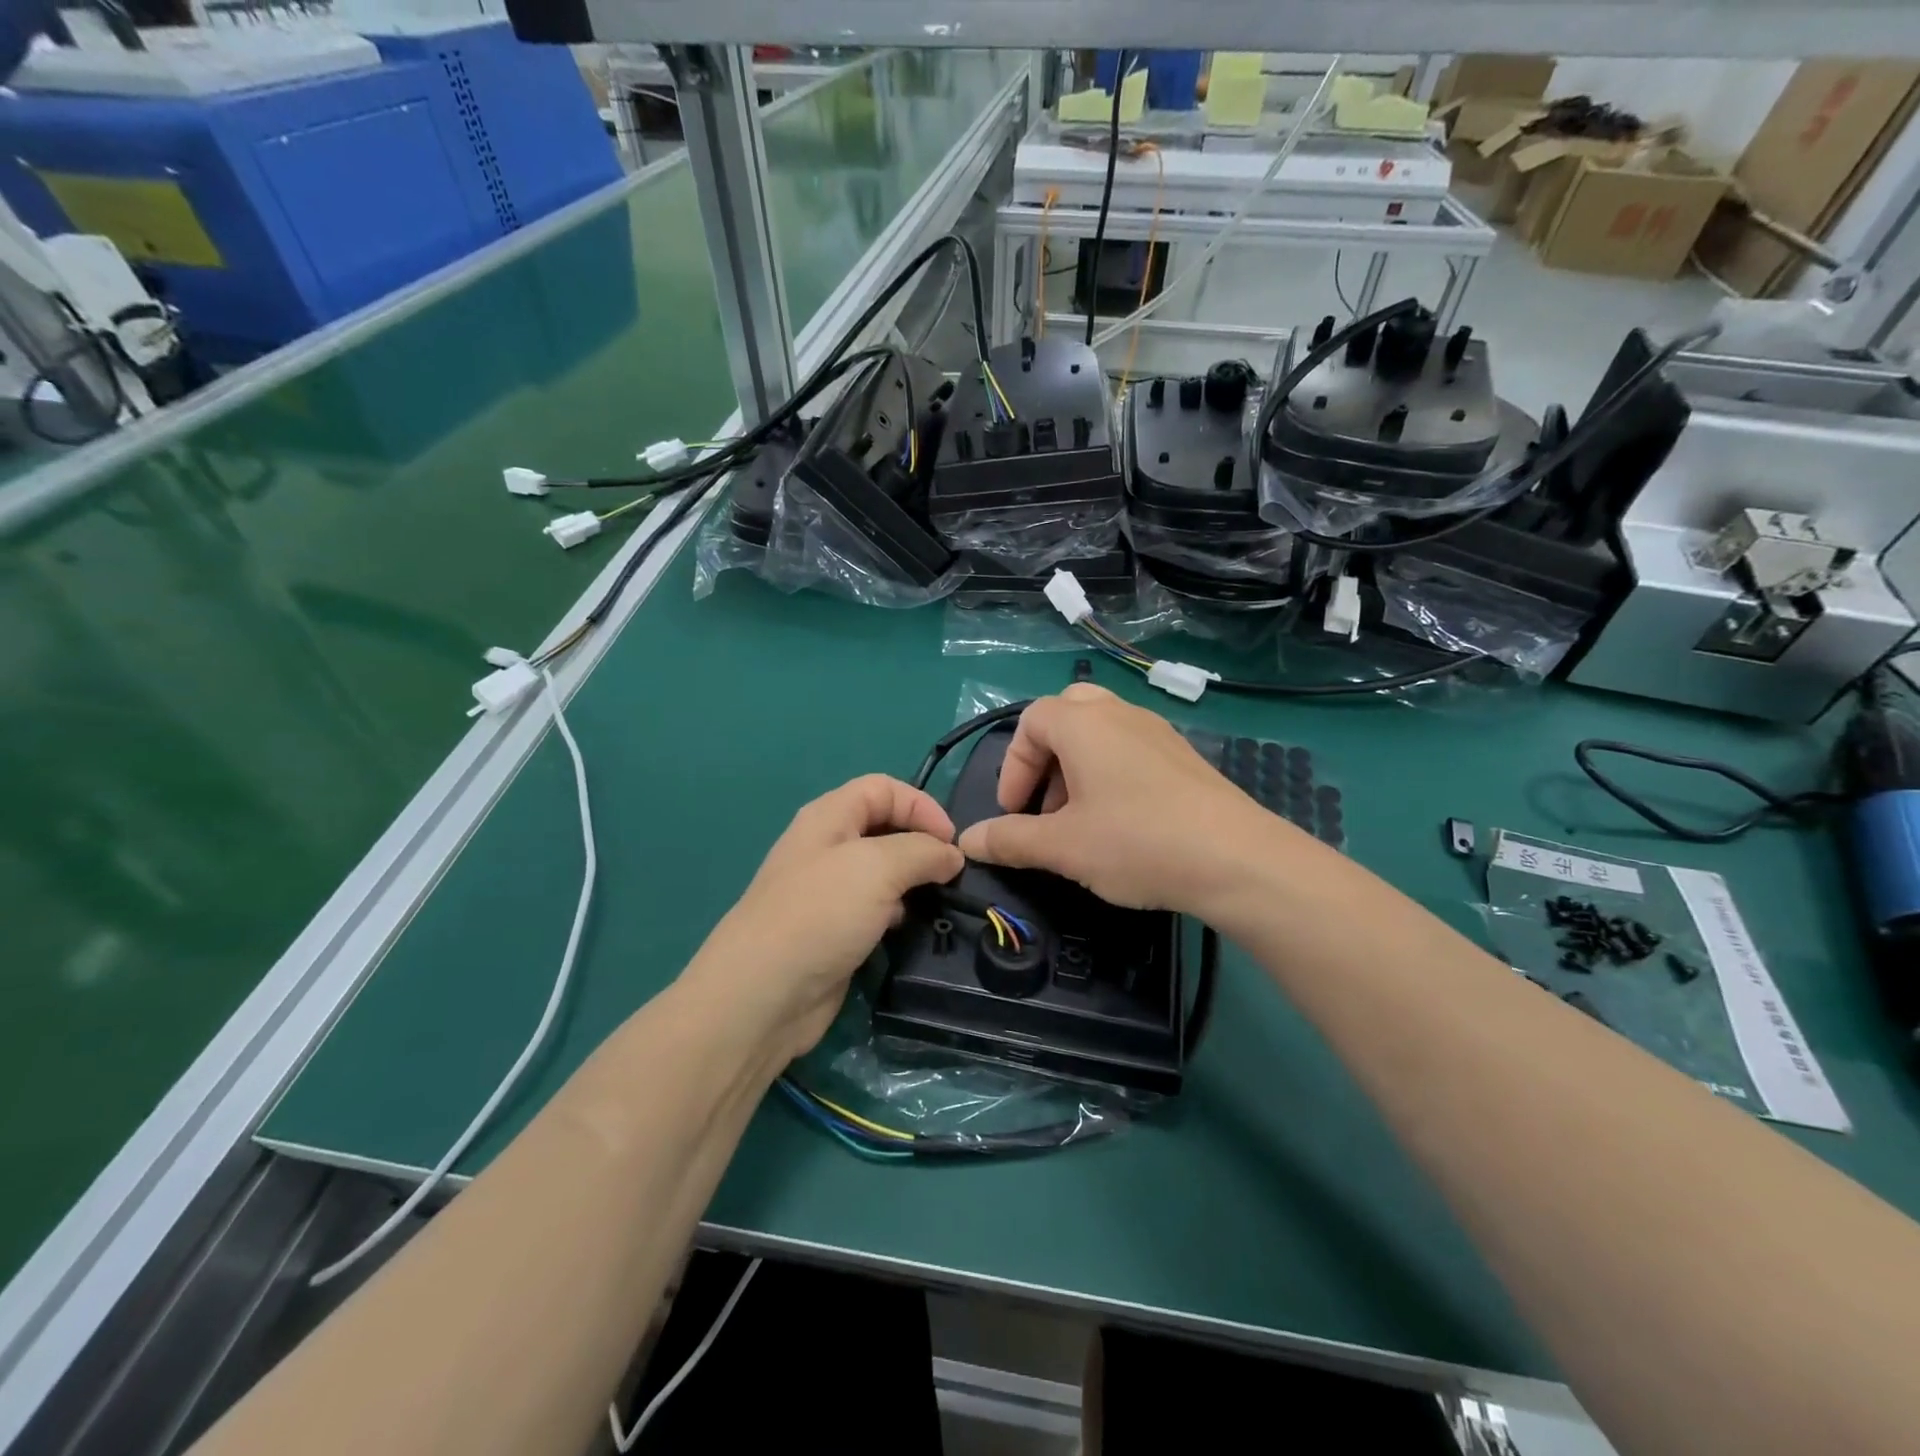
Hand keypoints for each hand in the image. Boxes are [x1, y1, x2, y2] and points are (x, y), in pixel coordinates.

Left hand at [683, 775, 963, 1063]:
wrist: (764, 994)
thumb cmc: (820, 914)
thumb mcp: (878, 867)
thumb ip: (922, 852)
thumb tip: (951, 855)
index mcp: (829, 817)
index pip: (883, 788)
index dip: (921, 805)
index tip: (952, 841)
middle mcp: (827, 847)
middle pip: (884, 827)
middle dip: (920, 844)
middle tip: (950, 873)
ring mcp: (828, 891)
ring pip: (882, 872)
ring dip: (912, 882)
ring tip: (936, 900)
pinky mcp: (833, 930)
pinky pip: (874, 909)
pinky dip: (896, 913)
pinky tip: (906, 929)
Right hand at [956, 684, 1311, 915]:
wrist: (1236, 859)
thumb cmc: (1136, 842)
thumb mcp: (1063, 846)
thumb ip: (1010, 840)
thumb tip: (966, 841)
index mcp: (1084, 724)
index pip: (1030, 722)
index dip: (1012, 767)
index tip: (1012, 812)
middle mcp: (1120, 714)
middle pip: (1066, 715)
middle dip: (1045, 759)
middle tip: (1045, 805)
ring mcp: (1157, 732)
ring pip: (1101, 732)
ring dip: (1076, 768)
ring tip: (1079, 820)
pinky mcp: (1183, 756)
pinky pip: (1131, 749)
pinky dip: (1110, 774)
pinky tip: (1121, 823)